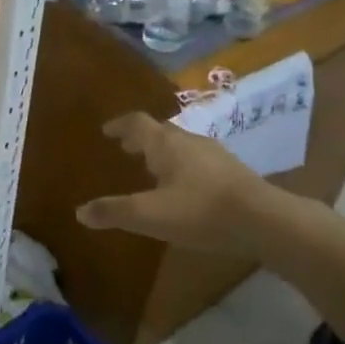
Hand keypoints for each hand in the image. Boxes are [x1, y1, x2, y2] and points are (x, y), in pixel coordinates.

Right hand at [77, 112, 295, 258]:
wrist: (264, 220)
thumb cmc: (200, 211)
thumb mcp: (150, 215)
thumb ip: (114, 212)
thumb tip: (79, 212)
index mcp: (165, 144)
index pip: (136, 123)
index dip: (119, 125)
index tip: (106, 131)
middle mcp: (189, 141)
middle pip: (160, 131)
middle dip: (141, 139)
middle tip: (126, 149)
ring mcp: (215, 154)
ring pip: (182, 145)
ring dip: (163, 152)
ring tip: (153, 168)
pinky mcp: (233, 172)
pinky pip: (200, 160)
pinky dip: (183, 165)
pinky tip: (187, 187)